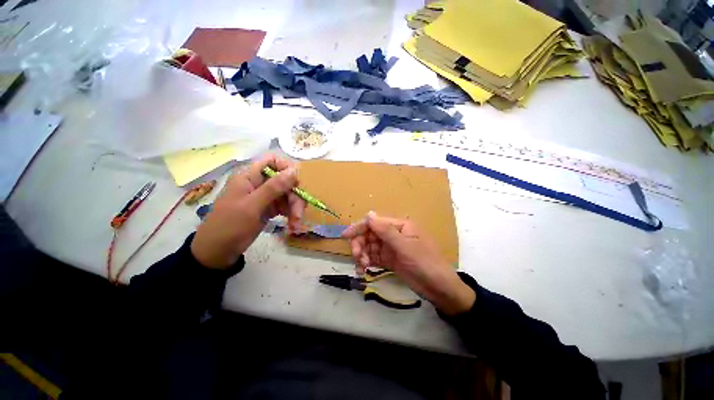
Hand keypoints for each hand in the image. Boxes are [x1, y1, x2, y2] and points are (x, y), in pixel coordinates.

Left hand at [191, 154, 305, 268]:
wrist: (217, 252)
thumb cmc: (229, 226)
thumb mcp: (252, 206)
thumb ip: (273, 188)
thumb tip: (294, 170)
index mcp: (250, 177)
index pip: (272, 161)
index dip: (287, 169)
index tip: (296, 184)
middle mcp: (259, 184)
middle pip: (285, 181)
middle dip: (295, 197)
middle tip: (298, 214)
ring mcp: (265, 197)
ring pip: (288, 195)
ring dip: (295, 208)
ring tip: (295, 225)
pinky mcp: (269, 209)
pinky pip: (286, 206)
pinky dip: (291, 215)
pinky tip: (293, 226)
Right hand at [342, 212, 474, 314]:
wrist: (439, 289)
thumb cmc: (425, 263)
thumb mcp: (405, 246)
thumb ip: (385, 230)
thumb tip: (368, 214)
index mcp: (400, 226)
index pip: (375, 222)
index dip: (360, 227)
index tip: (345, 236)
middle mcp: (393, 234)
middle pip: (370, 234)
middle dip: (360, 244)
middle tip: (356, 257)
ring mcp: (391, 247)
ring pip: (369, 246)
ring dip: (362, 255)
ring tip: (361, 267)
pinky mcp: (389, 259)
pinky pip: (373, 257)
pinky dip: (366, 262)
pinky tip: (362, 270)